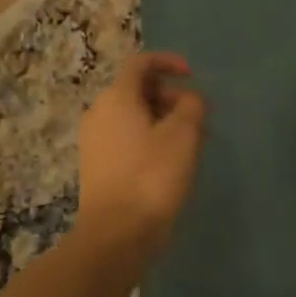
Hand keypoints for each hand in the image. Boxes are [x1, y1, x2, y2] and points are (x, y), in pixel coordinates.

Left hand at [74, 52, 207, 262]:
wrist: (116, 234)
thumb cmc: (152, 176)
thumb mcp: (184, 134)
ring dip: (164, 121)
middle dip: (171, 97)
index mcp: (117, 98)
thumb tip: (189, 99)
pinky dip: (151, 140)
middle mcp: (99, 113)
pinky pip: (127, 139)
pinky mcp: (98, 167)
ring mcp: (95, 142)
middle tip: (199, 119)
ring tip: (192, 145)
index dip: (168, 62)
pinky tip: (171, 165)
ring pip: (134, 117)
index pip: (141, 63)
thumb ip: (192, 105)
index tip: (193, 76)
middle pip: (138, 90)